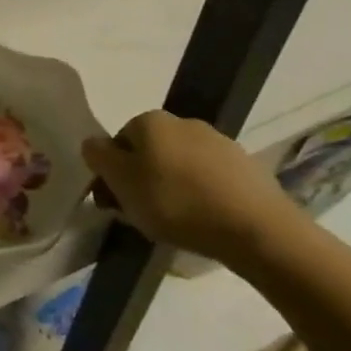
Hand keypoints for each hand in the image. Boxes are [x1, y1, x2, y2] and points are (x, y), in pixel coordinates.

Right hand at [84, 110, 301, 264]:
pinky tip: (205, 221)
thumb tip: (93, 145)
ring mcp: (220, 143)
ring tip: (176, 223)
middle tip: (142, 214)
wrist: (257, 229)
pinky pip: (211, 180)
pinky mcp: (248, 168)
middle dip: (143, 179)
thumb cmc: (176, 202)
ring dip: (173, 187)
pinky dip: (203, 196)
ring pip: (181, 165)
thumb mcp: (121, 182)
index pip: (118, 141)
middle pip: (150, 151)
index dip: (113, 173)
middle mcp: (184, 122)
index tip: (116, 203)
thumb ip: (98, 157)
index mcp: (150, 120)